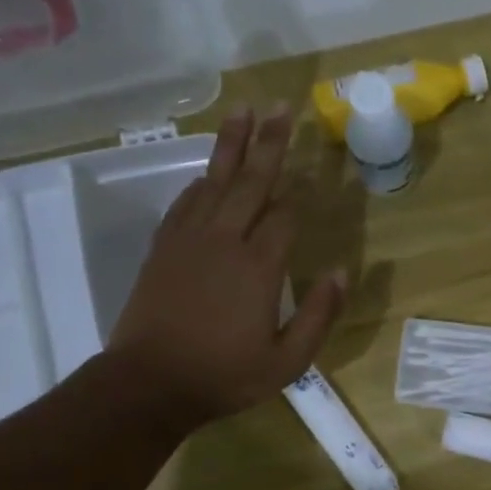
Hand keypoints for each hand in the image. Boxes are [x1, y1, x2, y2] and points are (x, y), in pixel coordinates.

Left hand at [107, 106, 345, 426]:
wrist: (149, 384)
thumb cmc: (224, 375)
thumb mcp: (287, 361)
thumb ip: (319, 316)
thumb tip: (342, 272)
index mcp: (259, 267)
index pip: (285, 215)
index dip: (302, 191)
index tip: (318, 170)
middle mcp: (225, 241)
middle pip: (251, 181)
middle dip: (269, 142)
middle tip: (281, 105)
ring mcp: (189, 240)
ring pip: (214, 181)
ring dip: (231, 145)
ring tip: (243, 111)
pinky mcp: (163, 248)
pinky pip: (185, 203)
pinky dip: (200, 182)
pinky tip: (207, 171)